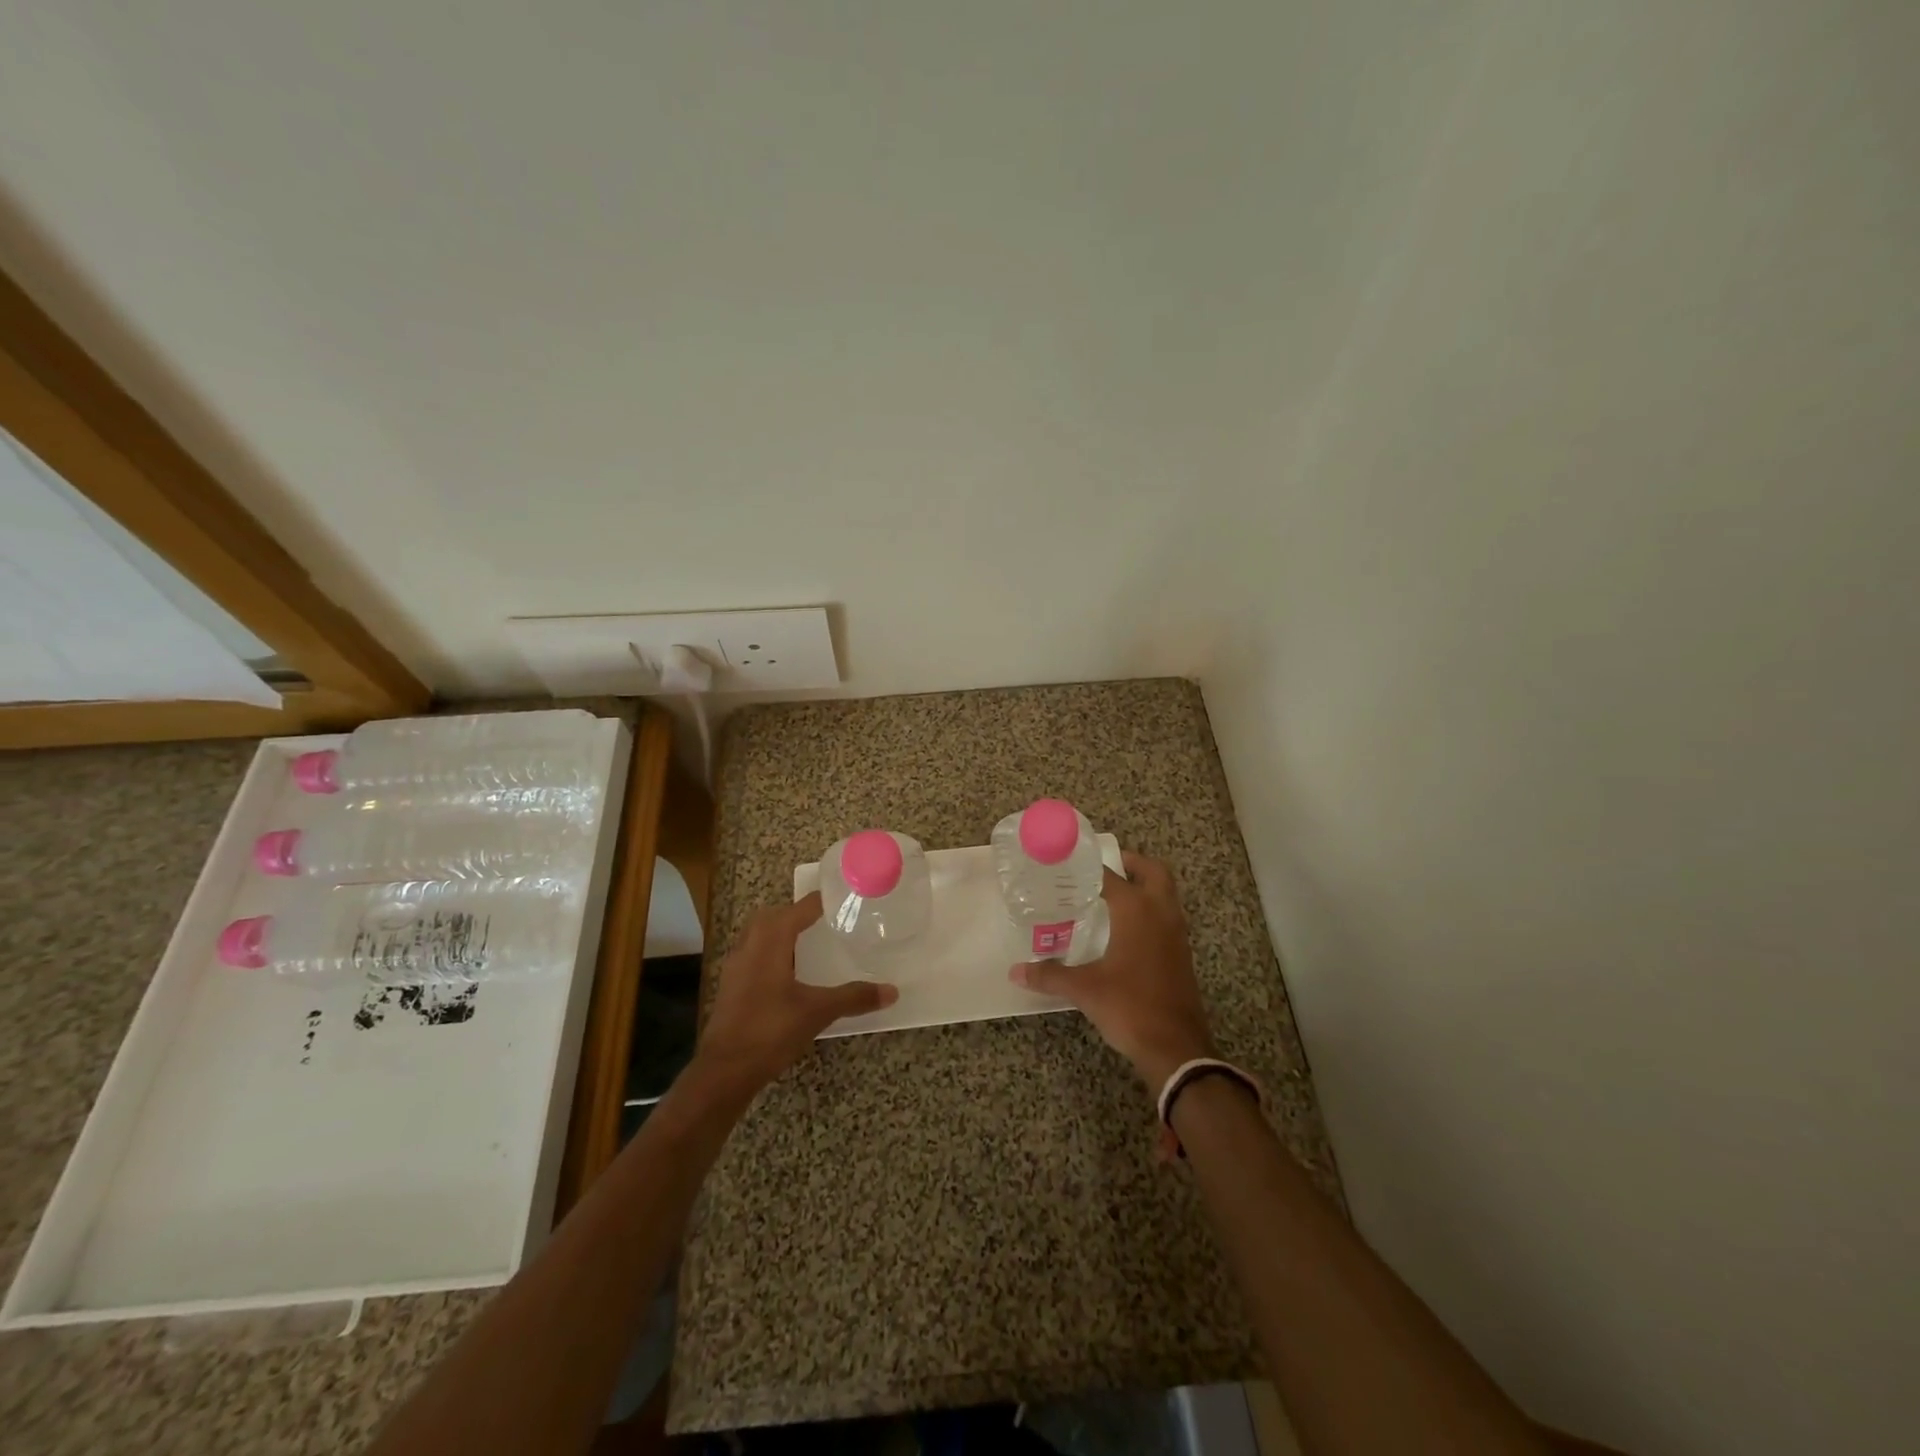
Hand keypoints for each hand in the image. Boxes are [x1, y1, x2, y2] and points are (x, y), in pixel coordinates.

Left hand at [696, 893, 897, 1094]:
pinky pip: (753, 954)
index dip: (821, 901)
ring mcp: (736, 966)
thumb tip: (892, 991)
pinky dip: (772, 953)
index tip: (845, 899)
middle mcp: (750, 945)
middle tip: (825, 919)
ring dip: (781, 932)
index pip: (800, 908)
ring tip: (809, 943)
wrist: (724, 1071)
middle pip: (774, 916)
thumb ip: (854, 997)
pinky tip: (789, 974)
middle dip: (797, 913)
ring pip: (759, 935)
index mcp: (771, 940)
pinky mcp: (731, 986)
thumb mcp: (818, 1011)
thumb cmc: (771, 1030)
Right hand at [1010, 850, 1214, 1090]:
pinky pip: (1167, 917)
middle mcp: (1161, 913)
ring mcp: (1176, 934)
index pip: (1111, 876)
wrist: (1176, 1046)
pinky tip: (1127, 930)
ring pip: (1166, 894)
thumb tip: (1016, 971)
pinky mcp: (1182, 954)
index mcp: (1137, 910)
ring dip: (1145, 886)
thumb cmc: (1129, 1006)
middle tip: (1105, 868)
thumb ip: (1049, 975)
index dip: (1090, 866)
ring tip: (1112, 895)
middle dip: (1132, 863)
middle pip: (1154, 872)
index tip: (1070, 862)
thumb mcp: (1084, 989)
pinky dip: (1151, 910)